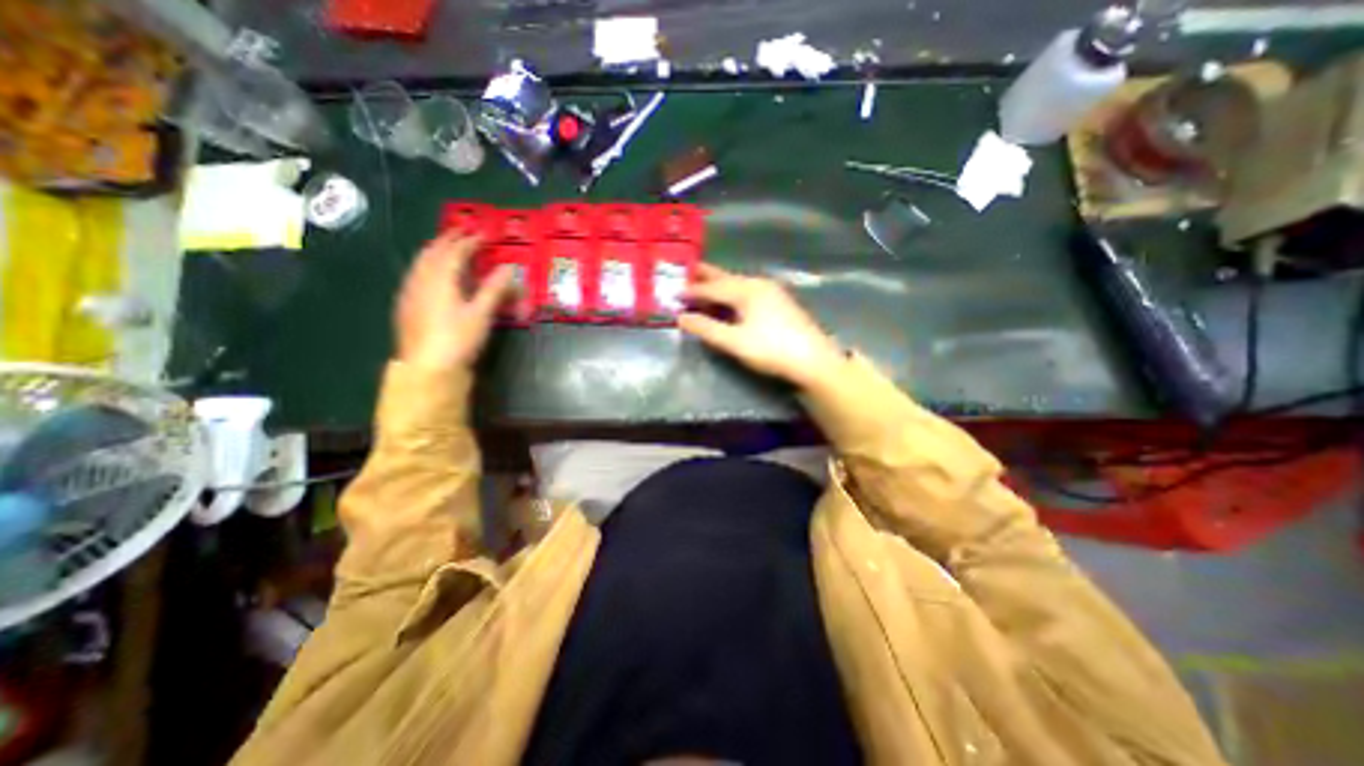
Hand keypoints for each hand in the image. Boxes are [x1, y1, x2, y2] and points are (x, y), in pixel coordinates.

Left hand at [399, 229, 521, 371]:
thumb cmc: (458, 339)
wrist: (428, 367)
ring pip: (421, 262)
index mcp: (440, 279)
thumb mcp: (482, 314)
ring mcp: (410, 292)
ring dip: (435, 250)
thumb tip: (509, 268)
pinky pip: (415, 274)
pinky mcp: (406, 305)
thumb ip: (494, 289)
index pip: (455, 252)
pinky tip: (430, 274)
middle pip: (433, 252)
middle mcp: (421, 280)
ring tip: (447, 247)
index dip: (470, 241)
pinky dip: (426, 265)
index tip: (483, 234)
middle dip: (448, 239)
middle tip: (463, 232)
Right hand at [678, 267, 841, 392]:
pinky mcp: (780, 302)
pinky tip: (731, 300)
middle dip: (706, 276)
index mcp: (746, 290)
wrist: (813, 361)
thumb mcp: (734, 342)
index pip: (712, 287)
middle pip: (726, 278)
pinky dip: (733, 292)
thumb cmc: (771, 349)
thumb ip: (706, 328)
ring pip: (738, 283)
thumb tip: (681, 318)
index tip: (674, 293)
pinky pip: (749, 290)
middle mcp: (758, 284)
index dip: (692, 291)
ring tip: (705, 285)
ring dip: (720, 284)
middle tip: (687, 271)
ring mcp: (772, 292)